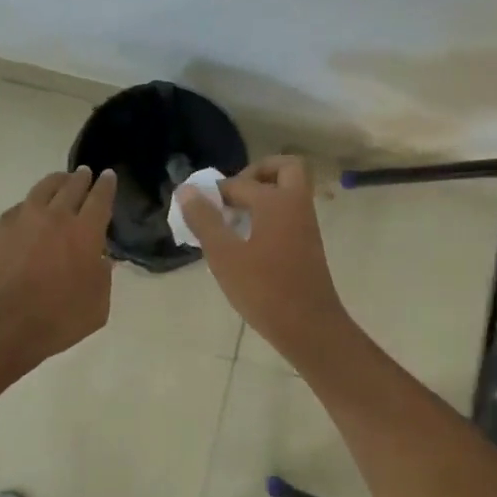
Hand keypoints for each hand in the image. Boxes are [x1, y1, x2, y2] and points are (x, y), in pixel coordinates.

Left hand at [0, 166, 117, 367]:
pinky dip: (31, 202)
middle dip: (82, 178)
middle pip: (72, 187)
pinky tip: (31, 209)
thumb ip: (103, 277)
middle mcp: (56, 216)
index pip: (100, 199)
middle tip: (86, 174)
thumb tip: (101, 260)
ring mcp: (24, 219)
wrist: (1, 325)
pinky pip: (20, 206)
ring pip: (44, 188)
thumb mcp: (97, 306)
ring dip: (56, 181)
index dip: (106, 186)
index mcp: (85, 232)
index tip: (108, 176)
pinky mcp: (0, 229)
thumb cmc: (57, 319)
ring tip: (60, 181)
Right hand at [180, 156, 352, 360]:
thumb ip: (204, 220)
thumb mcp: (224, 255)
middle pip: (284, 169)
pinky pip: (289, 215)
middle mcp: (297, 205)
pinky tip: (246, 244)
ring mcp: (306, 225)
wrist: (309, 327)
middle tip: (232, 196)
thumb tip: (187, 190)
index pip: (240, 182)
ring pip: (288, 193)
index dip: (215, 191)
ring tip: (232, 222)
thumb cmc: (264, 289)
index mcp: (277, 201)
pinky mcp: (308, 245)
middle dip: (257, 173)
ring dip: (263, 196)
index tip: (196, 208)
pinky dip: (269, 216)